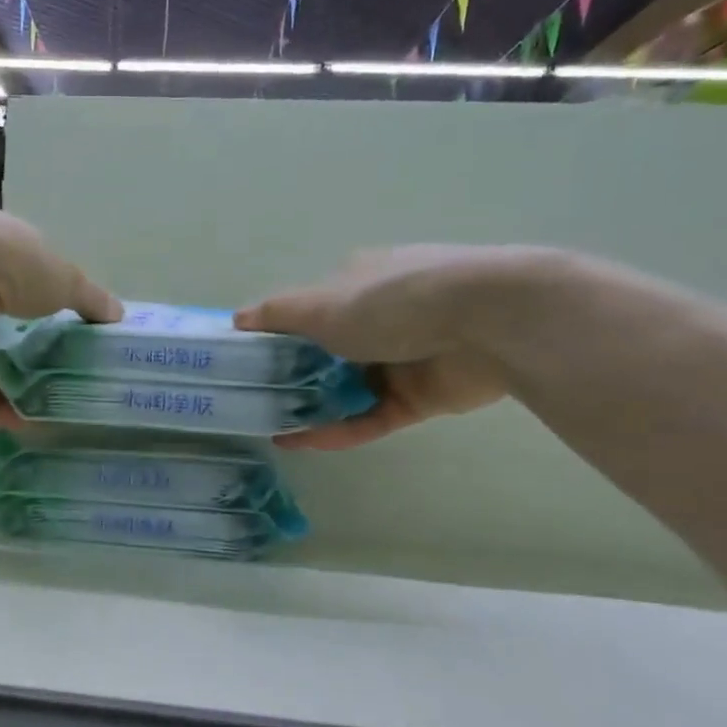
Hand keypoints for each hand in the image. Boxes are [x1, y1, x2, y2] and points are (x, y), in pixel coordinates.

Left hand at [0, 204, 121, 424]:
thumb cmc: (11, 263)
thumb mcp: (65, 277)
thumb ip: (91, 299)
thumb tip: (118, 316)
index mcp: (0, 256)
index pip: (27, 284)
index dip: (51, 308)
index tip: (77, 337)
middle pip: (6, 328)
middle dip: (33, 354)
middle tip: (66, 380)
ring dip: (15, 387)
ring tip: (50, 409)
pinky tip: (24, 423)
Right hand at [236, 245, 546, 449]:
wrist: (490, 322)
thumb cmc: (394, 301)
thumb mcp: (322, 303)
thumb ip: (278, 315)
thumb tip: (235, 319)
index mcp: (356, 283)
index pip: (308, 311)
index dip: (276, 336)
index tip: (245, 363)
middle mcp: (378, 319)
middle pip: (325, 353)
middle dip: (290, 377)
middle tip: (251, 403)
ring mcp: (401, 359)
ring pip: (345, 389)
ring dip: (310, 408)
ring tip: (268, 428)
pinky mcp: (420, 398)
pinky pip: (369, 417)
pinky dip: (337, 430)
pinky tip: (299, 443)